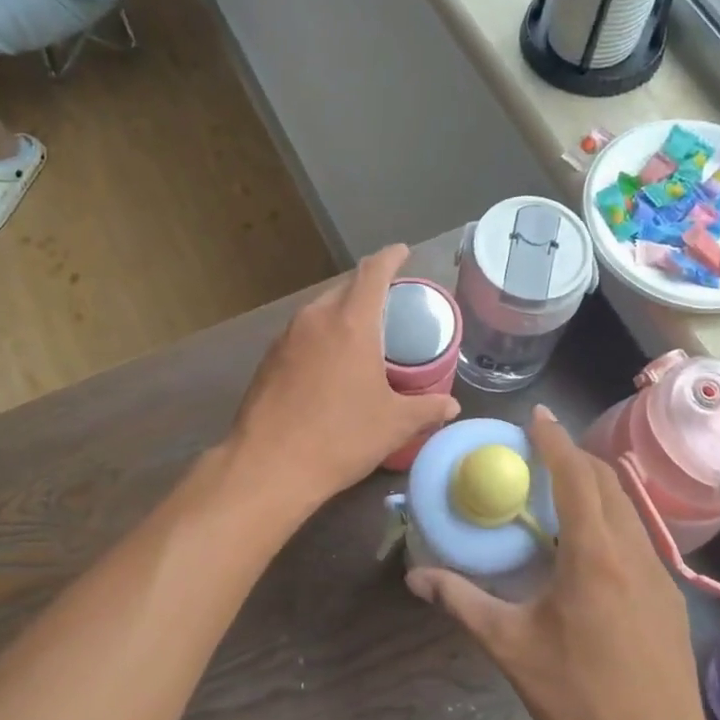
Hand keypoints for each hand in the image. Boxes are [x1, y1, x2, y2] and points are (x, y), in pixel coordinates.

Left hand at [231, 244, 460, 510]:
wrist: (267, 466)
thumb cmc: (340, 438)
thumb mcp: (394, 425)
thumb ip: (427, 409)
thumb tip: (452, 406)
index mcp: (350, 323)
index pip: (373, 272)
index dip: (391, 258)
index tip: (403, 253)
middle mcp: (315, 319)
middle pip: (345, 288)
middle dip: (368, 288)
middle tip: (390, 304)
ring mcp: (285, 338)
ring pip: (320, 310)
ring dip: (342, 313)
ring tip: (362, 334)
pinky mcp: (267, 360)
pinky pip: (302, 334)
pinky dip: (321, 336)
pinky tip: (329, 364)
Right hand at [407, 405, 719, 719]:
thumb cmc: (580, 695)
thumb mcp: (511, 646)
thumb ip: (462, 602)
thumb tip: (417, 577)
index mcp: (594, 554)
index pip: (576, 476)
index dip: (555, 440)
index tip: (537, 416)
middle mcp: (633, 551)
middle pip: (608, 482)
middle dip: (575, 456)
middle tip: (540, 453)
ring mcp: (659, 573)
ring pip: (627, 507)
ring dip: (595, 486)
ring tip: (561, 491)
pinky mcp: (669, 596)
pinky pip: (638, 535)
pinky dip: (610, 518)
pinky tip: (588, 547)